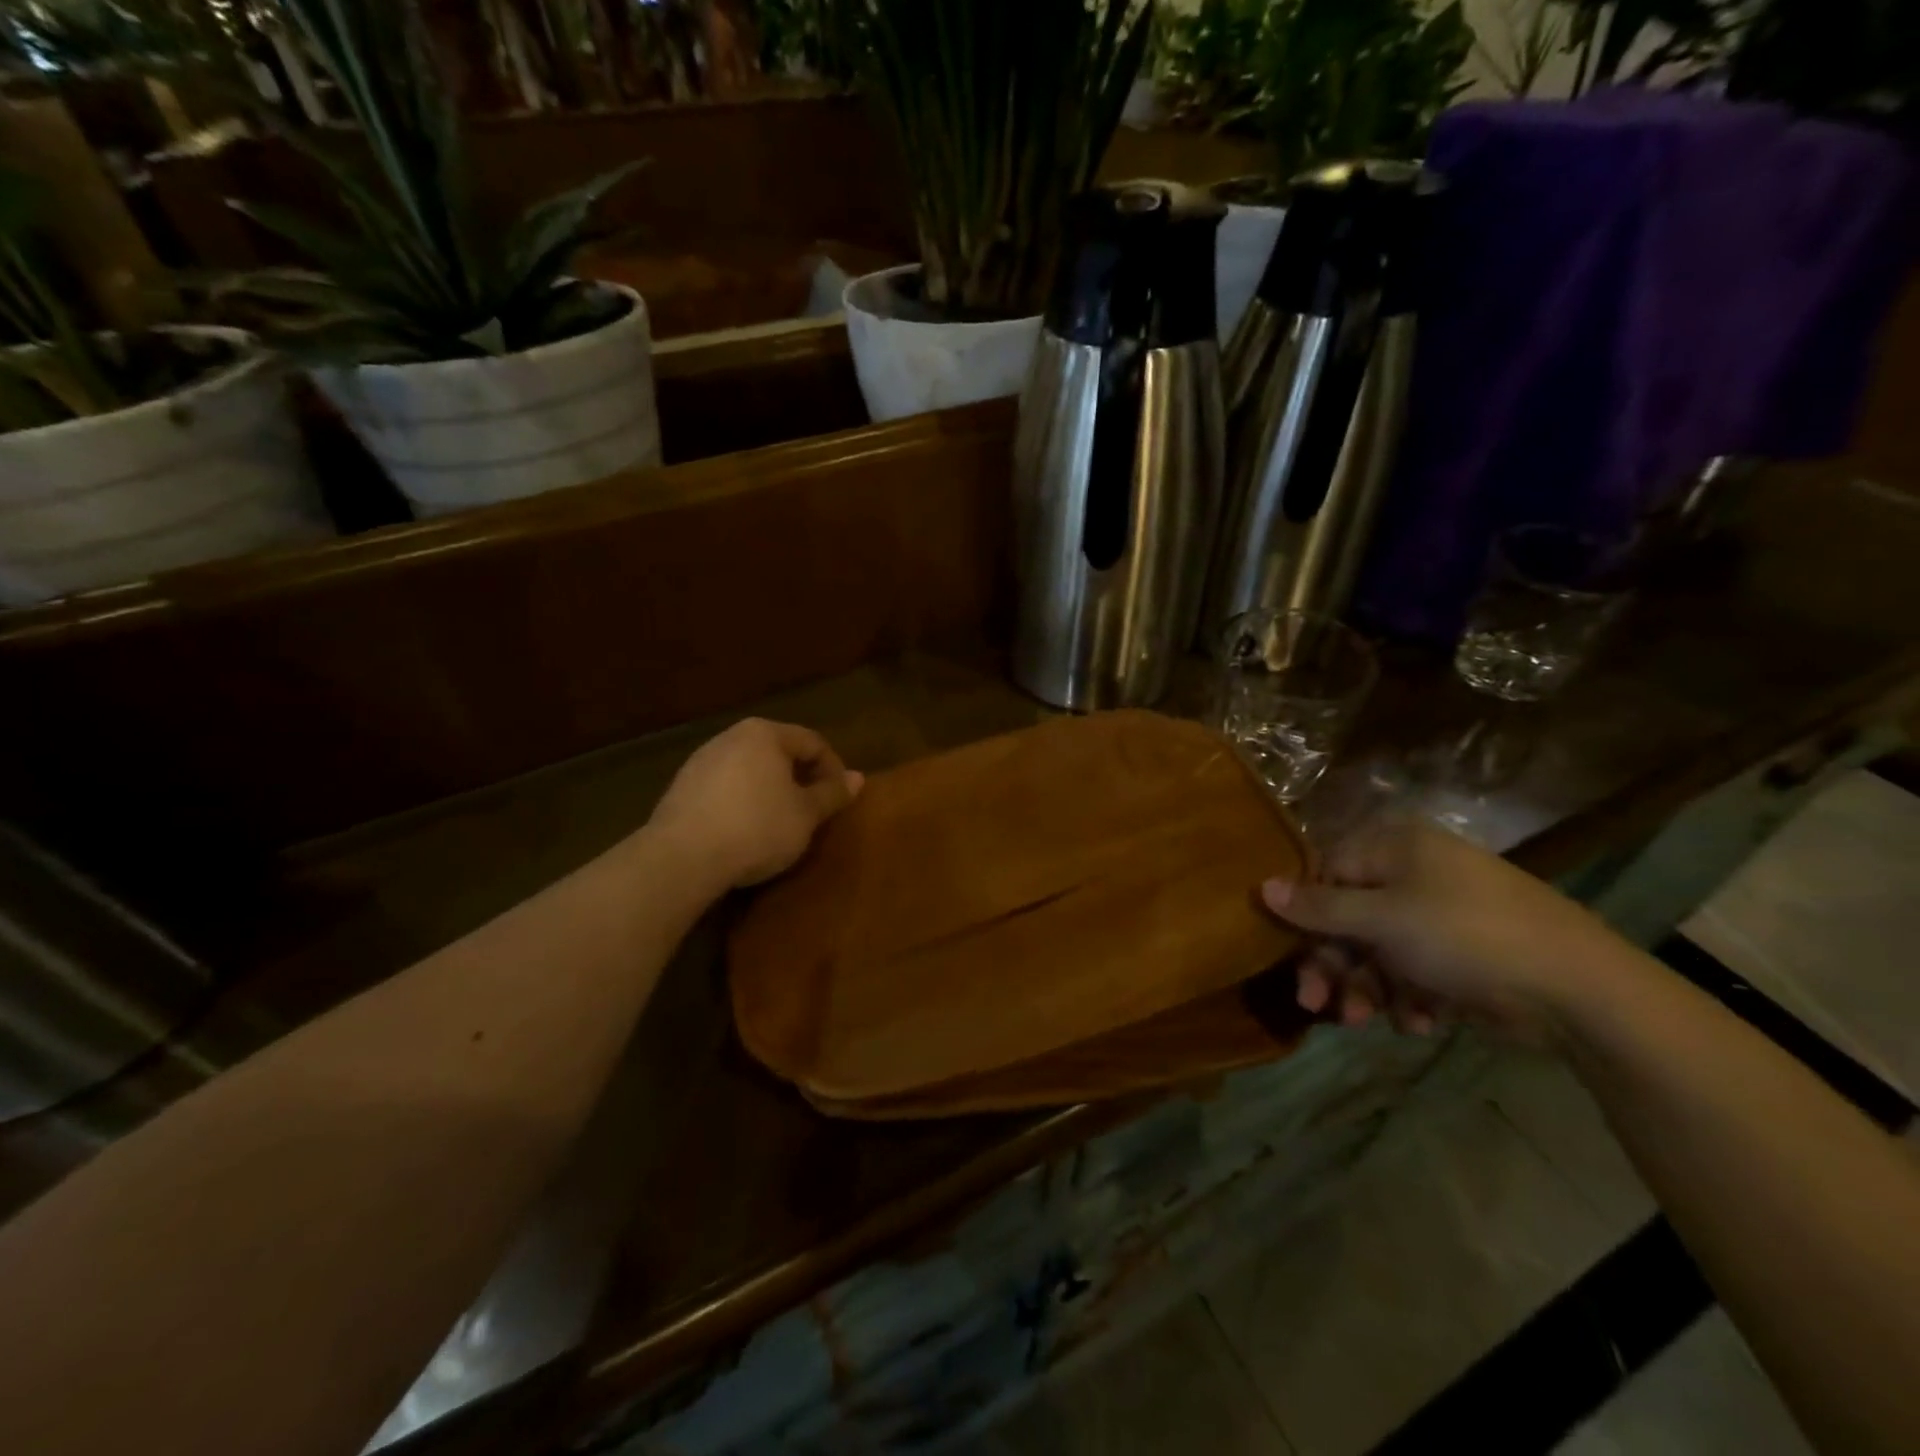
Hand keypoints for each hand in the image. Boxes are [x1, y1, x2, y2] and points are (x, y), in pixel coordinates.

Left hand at [649, 719, 863, 890]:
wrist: (682, 857)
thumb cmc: (757, 827)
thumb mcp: (806, 815)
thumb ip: (832, 794)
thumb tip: (858, 778)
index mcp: (765, 733)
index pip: (813, 742)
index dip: (834, 770)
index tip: (838, 801)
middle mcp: (731, 736)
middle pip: (779, 753)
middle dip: (800, 780)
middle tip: (812, 812)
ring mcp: (701, 761)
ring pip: (751, 770)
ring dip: (771, 792)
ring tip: (780, 824)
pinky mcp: (681, 788)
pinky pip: (725, 788)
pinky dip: (743, 803)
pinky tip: (744, 832)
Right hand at [1260, 820, 1641, 1044]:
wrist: (1581, 991)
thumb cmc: (1465, 936)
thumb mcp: (1381, 920)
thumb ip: (1318, 907)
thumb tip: (1261, 886)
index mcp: (1394, 847)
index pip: (1326, 873)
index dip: (1304, 916)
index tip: (1287, 956)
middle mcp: (1414, 873)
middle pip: (1349, 918)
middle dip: (1334, 966)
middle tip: (1318, 1005)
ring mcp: (1441, 914)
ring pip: (1378, 951)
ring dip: (1367, 988)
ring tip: (1369, 1022)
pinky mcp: (1463, 954)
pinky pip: (1414, 971)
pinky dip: (1408, 997)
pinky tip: (1420, 1022)